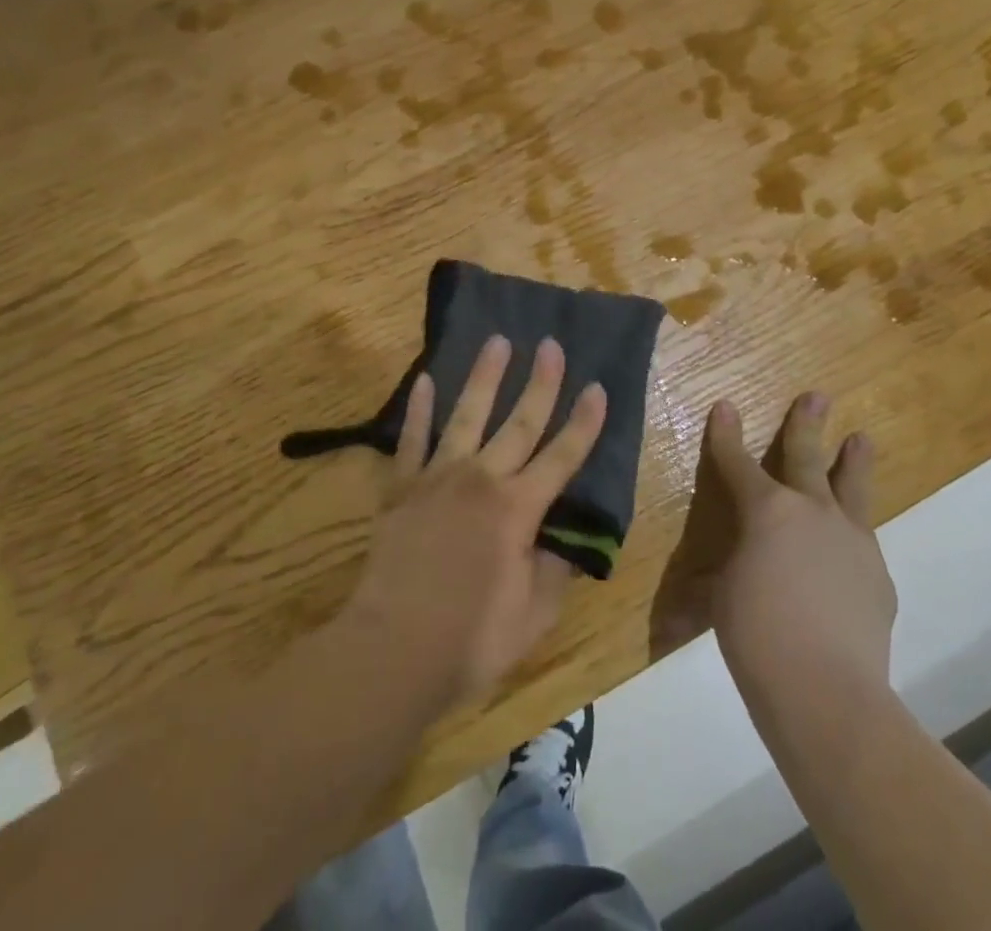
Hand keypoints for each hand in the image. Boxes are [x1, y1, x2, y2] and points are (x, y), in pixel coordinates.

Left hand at [340, 335, 607, 709]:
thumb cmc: (470, 640)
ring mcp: (438, 478)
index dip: (584, 423)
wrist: (392, 649)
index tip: (598, 388)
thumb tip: (567, 541)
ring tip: (498, 341)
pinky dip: (420, 409)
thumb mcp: (533, 616)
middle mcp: (481, 480)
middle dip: (540, 382)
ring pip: (467, 414)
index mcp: (518, 510)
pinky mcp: (402, 487)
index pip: (562, 457)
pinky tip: (426, 379)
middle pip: (519, 422)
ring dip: (485, 376)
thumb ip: (554, 571)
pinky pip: (412, 439)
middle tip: (551, 344)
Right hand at [658, 393, 897, 696]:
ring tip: (861, 438)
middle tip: (817, 396)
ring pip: (851, 487)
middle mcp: (812, 511)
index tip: (725, 406)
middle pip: (806, 456)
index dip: (727, 434)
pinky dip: (855, 532)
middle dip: (806, 424)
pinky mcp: (878, 574)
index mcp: (766, 511)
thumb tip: (681, 611)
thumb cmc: (756, 635)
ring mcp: (851, 539)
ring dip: (853, 460)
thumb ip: (713, 588)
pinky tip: (855, 543)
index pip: (738, 462)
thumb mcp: (721, 602)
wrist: (827, 689)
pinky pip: (864, 540)